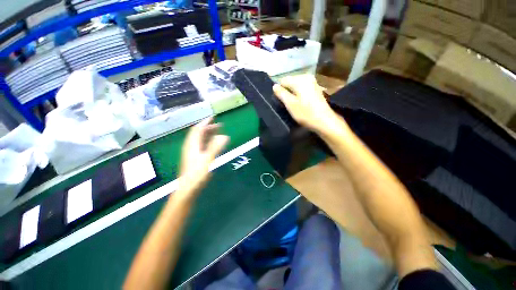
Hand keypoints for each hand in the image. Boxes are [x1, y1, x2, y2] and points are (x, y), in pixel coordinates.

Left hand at [178, 117, 228, 195]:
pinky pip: (202, 146)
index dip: (205, 122)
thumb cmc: (197, 174)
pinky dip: (208, 142)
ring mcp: (192, 153)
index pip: (198, 129)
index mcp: (192, 145)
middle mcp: (191, 146)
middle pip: (199, 133)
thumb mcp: (208, 159)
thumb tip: (225, 136)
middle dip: (209, 128)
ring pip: (200, 140)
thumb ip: (216, 147)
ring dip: (209, 134)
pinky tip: (213, 144)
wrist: (188, 189)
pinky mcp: (195, 158)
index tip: (213, 117)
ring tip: (218, 133)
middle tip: (220, 126)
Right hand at [273, 75, 336, 132]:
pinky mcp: (315, 88)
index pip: (283, 81)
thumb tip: (274, 86)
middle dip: (287, 92)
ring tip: (294, 104)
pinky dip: (299, 94)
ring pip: (296, 86)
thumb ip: (281, 93)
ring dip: (292, 94)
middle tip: (287, 104)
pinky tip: (301, 103)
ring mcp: (312, 82)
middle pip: (290, 82)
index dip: (280, 91)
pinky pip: (302, 88)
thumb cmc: (305, 113)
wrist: (324, 120)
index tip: (281, 101)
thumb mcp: (290, 104)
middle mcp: (306, 77)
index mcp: (299, 79)